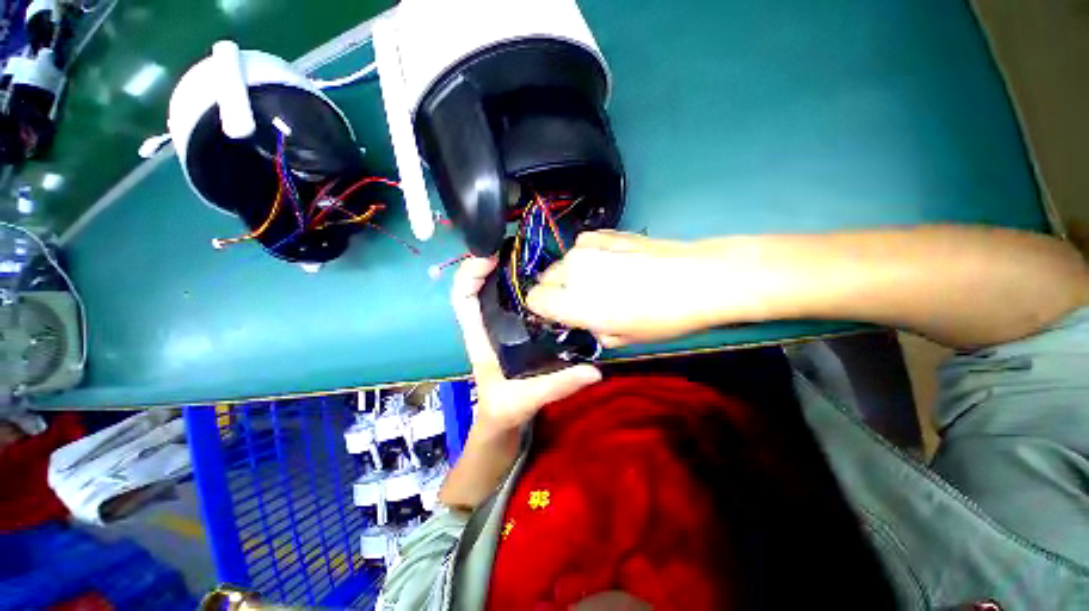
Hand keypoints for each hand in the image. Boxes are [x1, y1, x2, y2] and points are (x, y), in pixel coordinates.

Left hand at [451, 257, 601, 433]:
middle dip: (492, 262)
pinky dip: (526, 285)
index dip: (469, 273)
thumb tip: (594, 371)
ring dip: (511, 270)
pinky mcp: (516, 327)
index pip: (462, 297)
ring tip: (537, 257)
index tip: (490, 257)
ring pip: (499, 289)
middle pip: (480, 284)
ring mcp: (501, 324)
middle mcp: (488, 323)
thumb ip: (557, 386)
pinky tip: (548, 281)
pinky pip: (517, 300)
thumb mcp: (526, 400)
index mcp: (480, 336)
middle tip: (521, 248)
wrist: (503, 419)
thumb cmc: (504, 408)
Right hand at [527, 230, 731, 346]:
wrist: (698, 278)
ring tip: (604, 279)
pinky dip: (590, 254)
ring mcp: (587, 248)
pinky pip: (583, 246)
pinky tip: (612, 260)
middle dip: (559, 290)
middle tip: (585, 300)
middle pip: (546, 279)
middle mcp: (572, 271)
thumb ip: (593, 330)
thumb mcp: (622, 338)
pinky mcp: (604, 233)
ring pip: (565, 262)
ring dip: (576, 272)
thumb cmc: (661, 317)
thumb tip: (589, 321)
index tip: (558, 314)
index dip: (544, 308)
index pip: (534, 299)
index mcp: (572, 302)